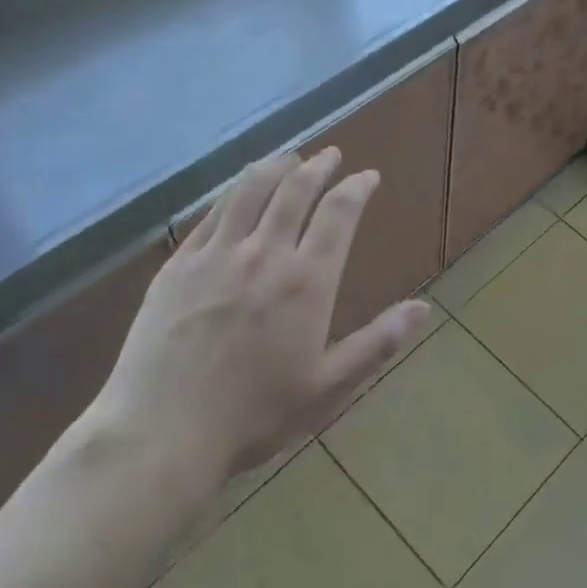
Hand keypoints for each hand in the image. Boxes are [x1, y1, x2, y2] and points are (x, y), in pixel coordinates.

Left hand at [90, 149, 434, 490]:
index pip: (339, 213)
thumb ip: (378, 342)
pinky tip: (238, 191)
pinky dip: (233, 192)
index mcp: (306, 281)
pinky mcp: (178, 264)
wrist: (162, 432)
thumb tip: (424, 308)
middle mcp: (265, 254)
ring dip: (275, 167)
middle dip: (318, 166)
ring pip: (250, 190)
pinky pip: (212, 214)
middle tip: (330, 154)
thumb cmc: (254, 415)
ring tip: (288, 157)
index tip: (367, 176)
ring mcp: (216, 254)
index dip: (356, 187)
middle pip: (295, 190)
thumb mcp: (328, 386)